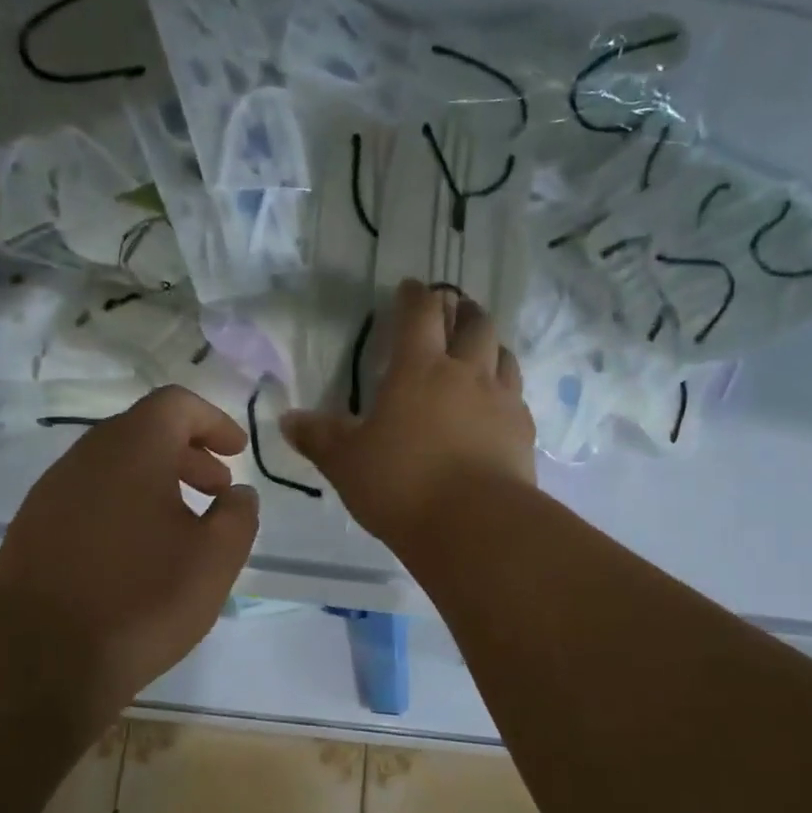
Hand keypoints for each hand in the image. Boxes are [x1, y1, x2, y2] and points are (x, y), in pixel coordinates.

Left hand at [0, 386, 258, 717]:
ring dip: (155, 482)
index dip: (213, 421)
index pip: (175, 404)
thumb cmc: (141, 598)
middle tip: (218, 490)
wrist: (39, 660)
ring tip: (182, 525)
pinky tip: (137, 553)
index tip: (236, 453)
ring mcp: (51, 493)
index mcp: (131, 448)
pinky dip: (124, 506)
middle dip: (188, 454)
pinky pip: (89, 499)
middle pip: (143, 432)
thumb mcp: (216, 558)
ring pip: (114, 467)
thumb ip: (238, 515)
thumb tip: (238, 494)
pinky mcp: (32, 529)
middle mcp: (85, 457)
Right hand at [283, 279, 535, 550]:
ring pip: (503, 355)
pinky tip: (497, 406)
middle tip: (452, 310)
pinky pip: (517, 396)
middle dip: (462, 310)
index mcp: (420, 370)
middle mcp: (466, 374)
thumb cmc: (402, 485)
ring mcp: (502, 401)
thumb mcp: (347, 464)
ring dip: (489, 345)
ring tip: (479, 351)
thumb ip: (319, 438)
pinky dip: (506, 389)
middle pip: (475, 324)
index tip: (410, 288)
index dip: (415, 296)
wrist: (475, 525)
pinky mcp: (523, 432)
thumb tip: (288, 420)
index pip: (420, 314)